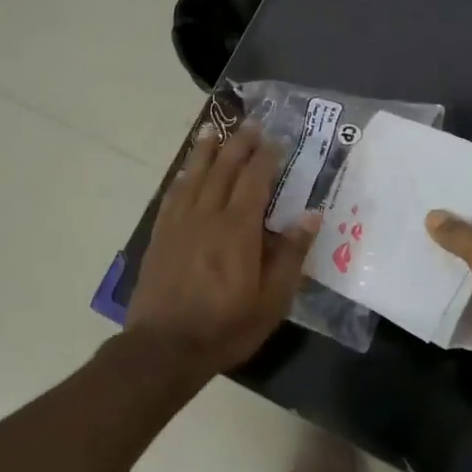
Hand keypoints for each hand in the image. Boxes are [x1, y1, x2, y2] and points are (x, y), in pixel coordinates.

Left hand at [128, 123, 320, 376]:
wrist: (164, 348)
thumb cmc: (226, 327)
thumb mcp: (272, 300)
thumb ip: (291, 255)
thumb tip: (311, 214)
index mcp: (238, 229)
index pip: (254, 180)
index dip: (265, 157)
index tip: (274, 139)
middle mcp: (207, 216)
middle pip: (223, 169)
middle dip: (238, 144)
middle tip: (249, 123)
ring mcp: (179, 224)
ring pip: (194, 176)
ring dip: (205, 150)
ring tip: (213, 129)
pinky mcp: (160, 236)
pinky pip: (172, 195)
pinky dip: (182, 177)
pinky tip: (186, 171)